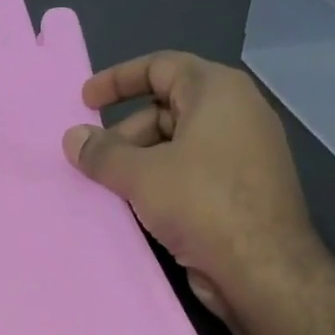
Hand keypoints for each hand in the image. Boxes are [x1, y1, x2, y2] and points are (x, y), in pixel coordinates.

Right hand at [62, 52, 326, 325]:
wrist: (261, 267)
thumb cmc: (202, 203)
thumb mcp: (141, 175)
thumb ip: (102, 153)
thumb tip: (73, 137)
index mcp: (218, 92)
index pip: (161, 66)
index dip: (118, 79)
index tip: (84, 101)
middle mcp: (234, 115)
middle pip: (166, 109)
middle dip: (124, 133)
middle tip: (92, 162)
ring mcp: (240, 155)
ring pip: (176, 146)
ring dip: (137, 163)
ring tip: (107, 189)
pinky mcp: (239, 191)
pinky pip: (189, 175)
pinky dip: (159, 184)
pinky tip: (134, 208)